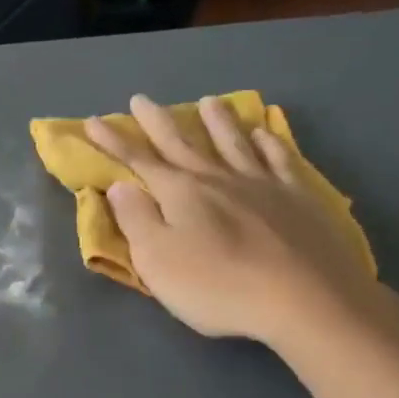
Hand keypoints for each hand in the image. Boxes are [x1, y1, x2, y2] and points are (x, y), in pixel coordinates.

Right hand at [85, 95, 398, 364]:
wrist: (304, 299)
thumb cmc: (219, 286)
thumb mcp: (158, 261)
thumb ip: (136, 220)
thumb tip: (120, 186)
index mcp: (180, 193)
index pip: (139, 161)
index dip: (114, 141)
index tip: (93, 120)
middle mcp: (218, 178)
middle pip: (182, 143)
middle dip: (158, 121)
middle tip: (142, 99)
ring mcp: (262, 184)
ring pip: (233, 142)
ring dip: (217, 121)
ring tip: (209, 101)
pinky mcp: (298, 198)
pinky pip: (279, 160)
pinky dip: (269, 143)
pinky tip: (264, 134)